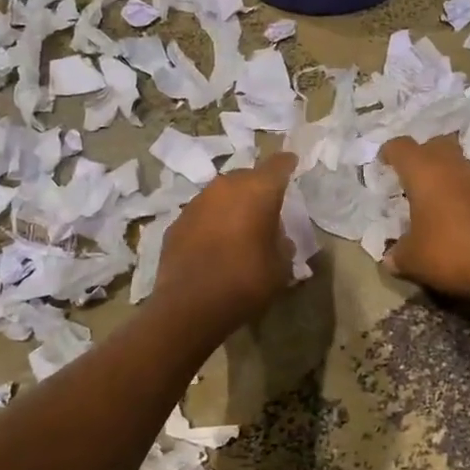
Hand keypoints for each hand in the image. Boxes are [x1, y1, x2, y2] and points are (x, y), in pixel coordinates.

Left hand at [156, 151, 298, 325]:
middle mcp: (226, 187)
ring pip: (221, 194)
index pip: (278, 165)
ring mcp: (197, 202)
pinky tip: (214, 243)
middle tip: (267, 207)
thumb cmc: (246, 281)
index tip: (293, 164)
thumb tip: (276, 235)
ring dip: (232, 205)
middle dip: (258, 188)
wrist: (191, 306)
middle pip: (247, 177)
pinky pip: (202, 214)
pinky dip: (211, 222)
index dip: (287, 164)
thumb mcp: (281, 266)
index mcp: (258, 190)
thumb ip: (282, 242)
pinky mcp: (177, 222)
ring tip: (239, 227)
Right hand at [379, 136, 469, 302]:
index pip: (402, 147)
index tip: (383, 162)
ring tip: (436, 201)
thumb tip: (391, 258)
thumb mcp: (414, 260)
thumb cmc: (452, 253)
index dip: (389, 152)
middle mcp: (454, 167)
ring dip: (447, 176)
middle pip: (436, 145)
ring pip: (459, 165)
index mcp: (425, 173)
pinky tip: (462, 219)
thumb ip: (398, 255)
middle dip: (422, 155)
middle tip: (412, 177)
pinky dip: (466, 195)